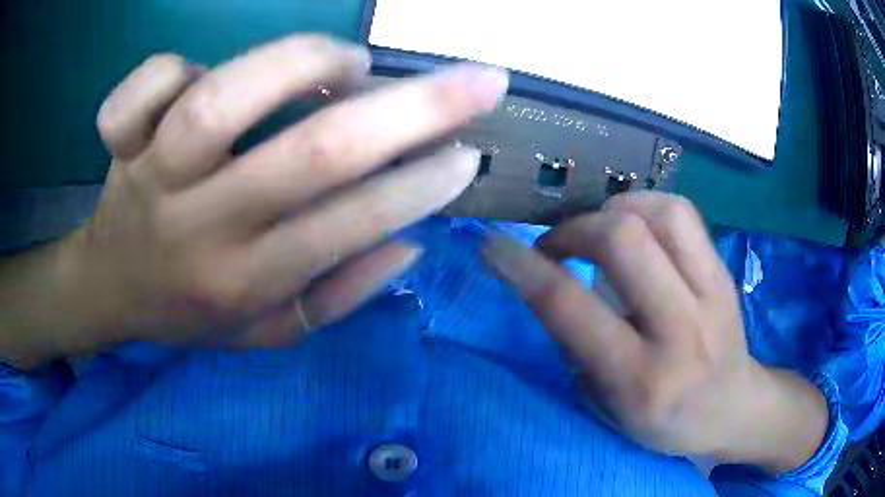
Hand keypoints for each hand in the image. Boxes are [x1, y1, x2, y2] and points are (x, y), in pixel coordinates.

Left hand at [0, 35, 508, 366]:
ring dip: (301, 65)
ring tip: (344, 61)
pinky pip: (143, 89)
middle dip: (413, 109)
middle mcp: (202, 227)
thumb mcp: (264, 334)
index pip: (349, 225)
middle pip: (309, 154)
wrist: (111, 289)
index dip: (421, 185)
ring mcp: (154, 176)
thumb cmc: (188, 312)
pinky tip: (200, 72)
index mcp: (246, 281)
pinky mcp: (123, 142)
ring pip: (220, 104)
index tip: (468, 153)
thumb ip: (335, 300)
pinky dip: (173, 68)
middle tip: (473, 81)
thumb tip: (408, 244)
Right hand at [483, 192, 828, 473]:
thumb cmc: (666, 421)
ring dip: (614, 209)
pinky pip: (683, 214)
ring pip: (661, 213)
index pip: (572, 308)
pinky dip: (646, 207)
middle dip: (574, 229)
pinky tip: (636, 227)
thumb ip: (578, 345)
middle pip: (623, 240)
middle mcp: (681, 330)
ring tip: (599, 230)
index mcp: (641, 379)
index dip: (524, 268)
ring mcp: (713, 293)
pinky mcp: (725, 271)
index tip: (494, 246)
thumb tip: (550, 281)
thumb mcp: (611, 405)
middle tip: (558, 245)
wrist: (732, 408)